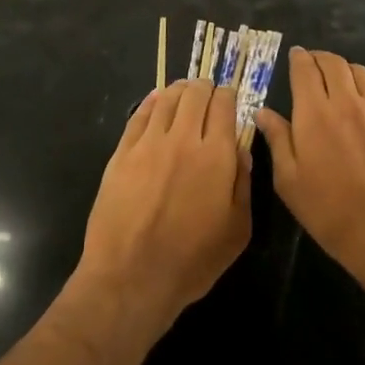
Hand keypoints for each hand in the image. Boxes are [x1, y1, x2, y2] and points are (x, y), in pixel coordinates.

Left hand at [76, 80, 250, 342]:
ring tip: (184, 92)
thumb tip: (242, 150)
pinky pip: (138, 116)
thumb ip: (243, 184)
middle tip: (208, 92)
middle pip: (195, 94)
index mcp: (216, 155)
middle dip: (205, 87)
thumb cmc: (192, 260)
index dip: (229, 96)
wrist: (131, 277)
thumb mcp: (237, 230)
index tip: (230, 98)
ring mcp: (148, 144)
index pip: (224, 105)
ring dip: (179, 91)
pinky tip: (156, 100)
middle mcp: (183, 139)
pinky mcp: (122, 154)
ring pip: (166, 99)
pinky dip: (151, 102)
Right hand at [256, 48, 364, 290]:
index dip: (297, 58)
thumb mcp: (289, 180)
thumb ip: (277, 140)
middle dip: (317, 57)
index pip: (304, 70)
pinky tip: (350, 98)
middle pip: (332, 62)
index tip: (292, 55)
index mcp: (314, 114)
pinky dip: (357, 81)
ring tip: (329, 76)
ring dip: (339, 66)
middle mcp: (344, 103)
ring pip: (355, 70)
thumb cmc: (329, 210)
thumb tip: (263, 112)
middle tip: (306, 63)